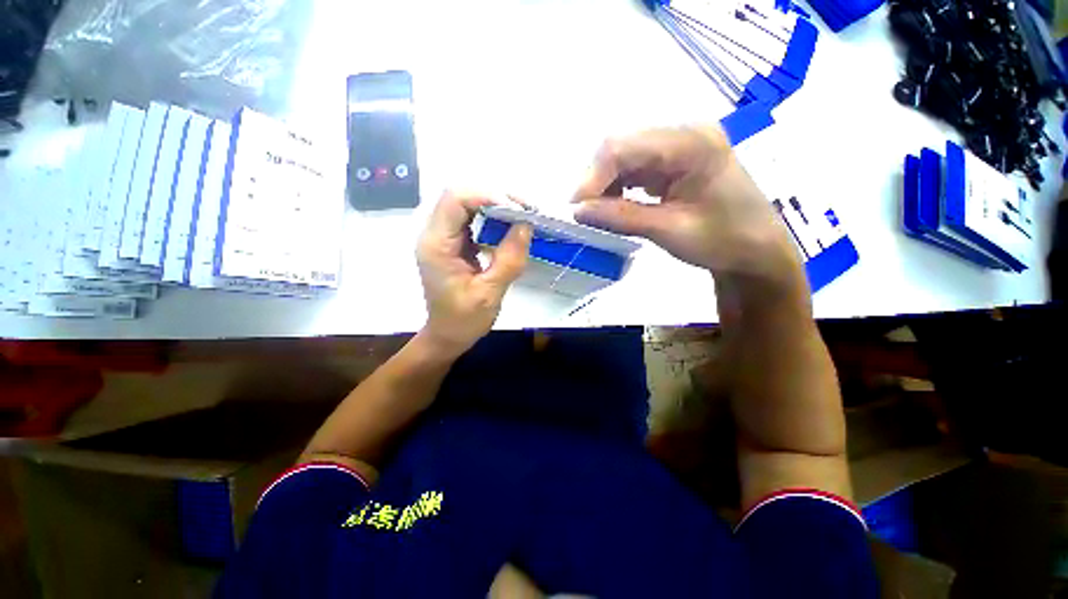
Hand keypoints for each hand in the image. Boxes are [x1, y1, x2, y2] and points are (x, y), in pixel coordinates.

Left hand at [416, 191, 531, 357]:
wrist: (447, 336)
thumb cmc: (464, 320)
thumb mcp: (490, 293)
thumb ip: (508, 259)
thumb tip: (527, 225)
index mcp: (437, 245)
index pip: (456, 199)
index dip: (488, 196)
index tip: (518, 210)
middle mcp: (435, 235)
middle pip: (461, 196)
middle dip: (495, 197)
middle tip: (525, 211)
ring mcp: (443, 238)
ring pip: (467, 205)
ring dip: (495, 206)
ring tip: (521, 217)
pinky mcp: (453, 244)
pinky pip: (472, 220)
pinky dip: (492, 219)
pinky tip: (509, 229)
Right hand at [572, 125, 801, 286]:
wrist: (756, 250)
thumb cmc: (723, 241)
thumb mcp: (669, 230)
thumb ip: (620, 217)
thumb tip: (577, 211)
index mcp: (691, 143)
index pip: (624, 147)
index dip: (592, 177)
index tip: (574, 209)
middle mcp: (684, 133)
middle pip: (621, 146)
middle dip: (596, 180)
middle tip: (584, 213)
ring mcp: (680, 145)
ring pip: (624, 156)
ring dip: (606, 184)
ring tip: (600, 213)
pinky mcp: (675, 160)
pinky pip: (635, 167)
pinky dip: (619, 187)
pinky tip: (616, 206)